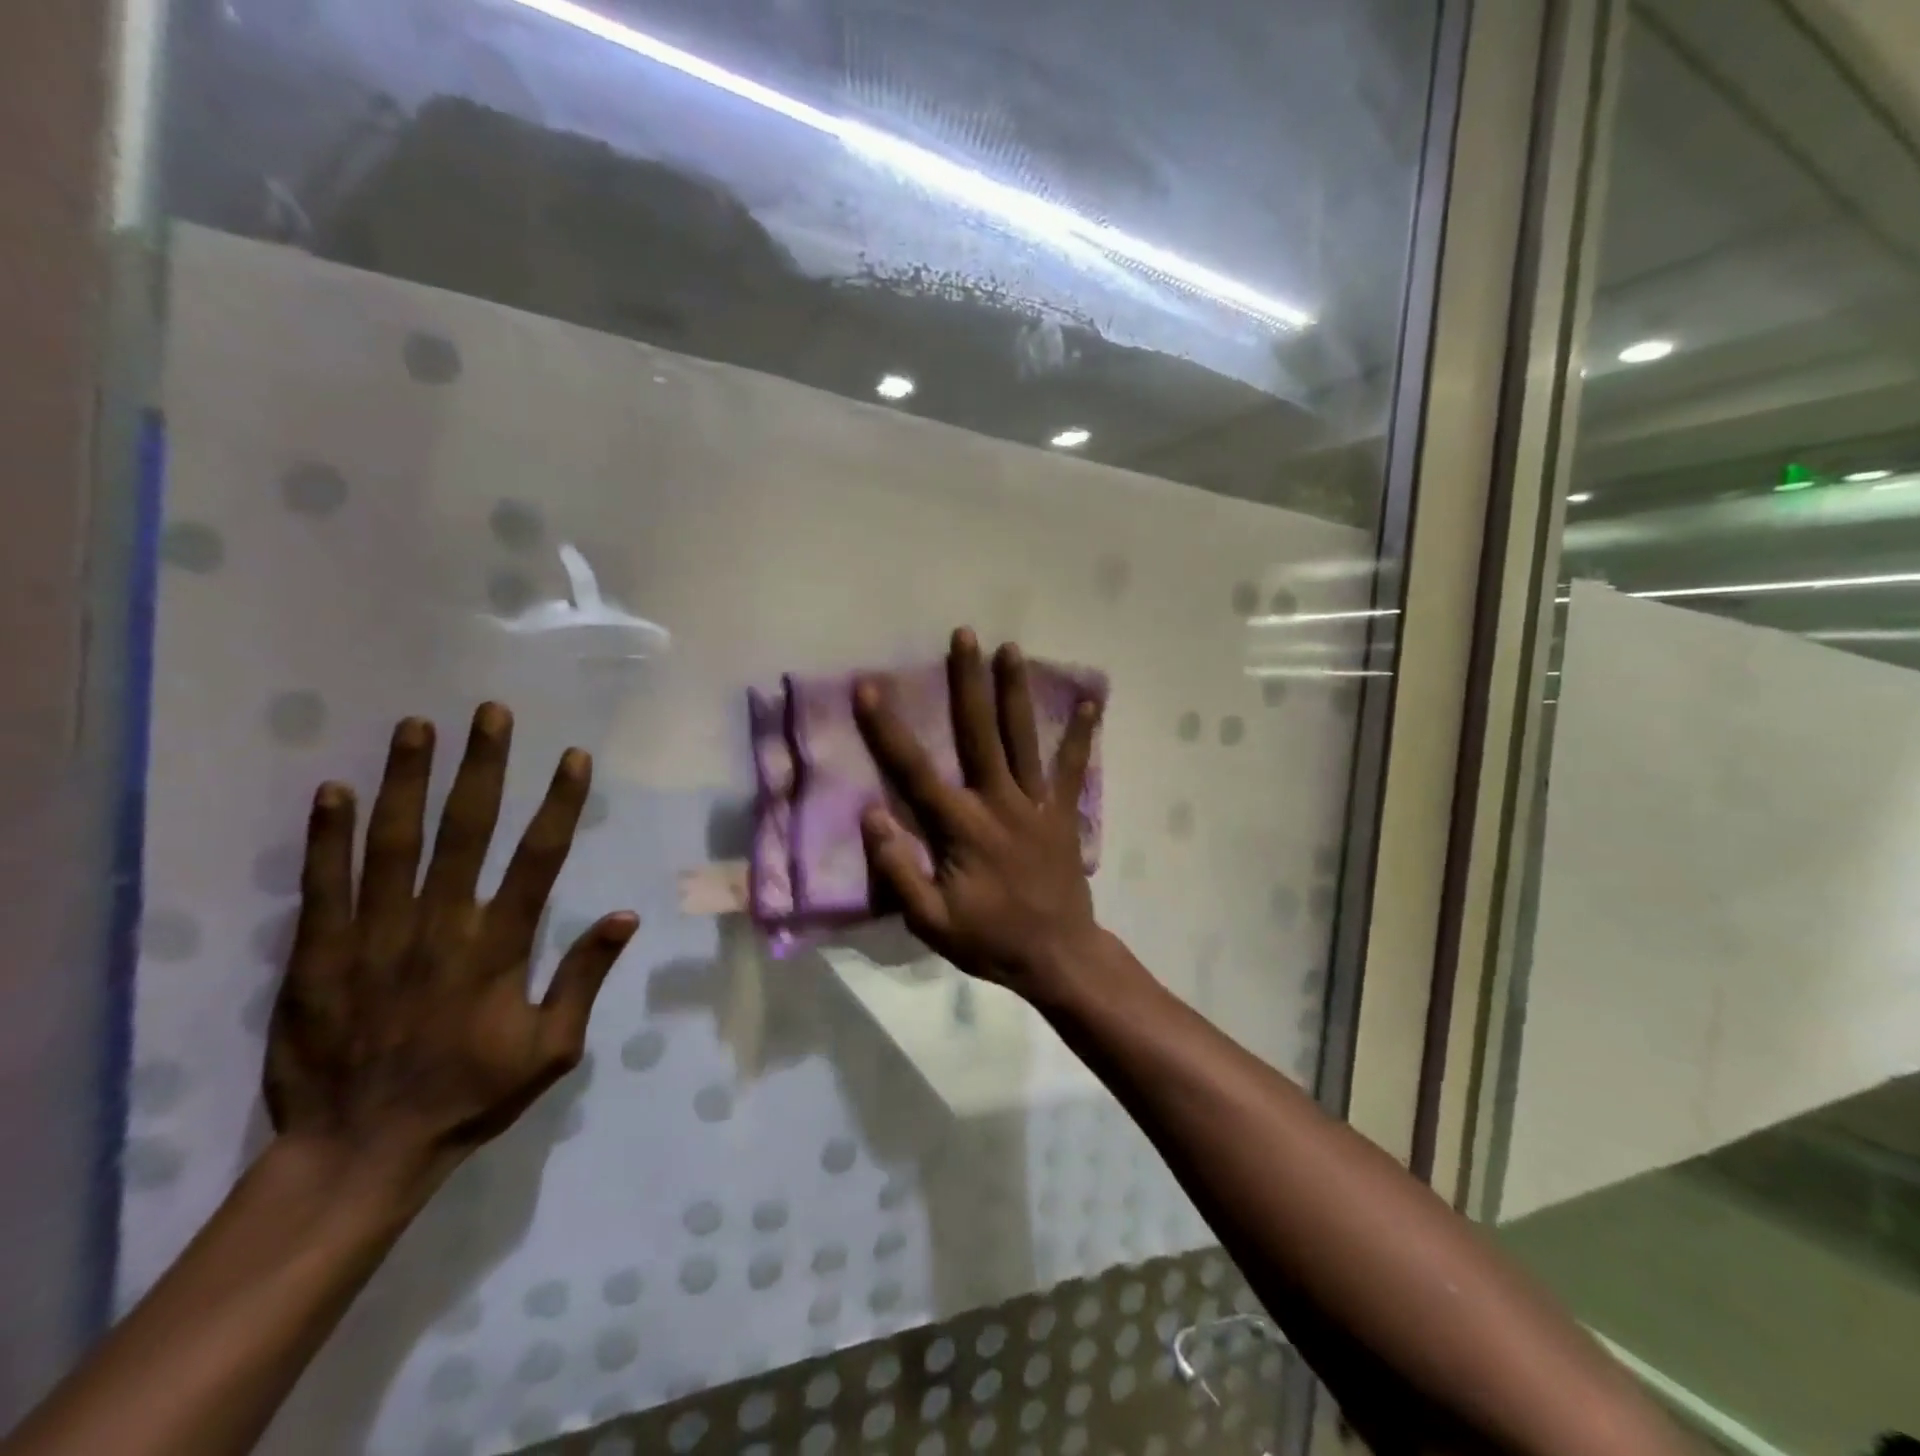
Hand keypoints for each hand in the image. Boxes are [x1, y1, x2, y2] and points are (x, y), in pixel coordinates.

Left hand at [264, 703, 638, 1192]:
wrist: (359, 1151)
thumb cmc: (471, 1096)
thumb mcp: (552, 1049)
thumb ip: (585, 977)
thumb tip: (625, 915)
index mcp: (498, 947)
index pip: (538, 859)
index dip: (559, 803)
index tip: (572, 756)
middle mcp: (439, 926)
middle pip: (464, 831)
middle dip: (482, 767)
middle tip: (489, 712)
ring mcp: (372, 936)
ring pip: (393, 843)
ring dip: (407, 780)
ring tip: (417, 727)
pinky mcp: (316, 955)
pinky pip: (323, 885)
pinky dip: (328, 836)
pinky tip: (335, 791)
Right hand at [854, 628, 1103, 992]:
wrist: (1058, 956)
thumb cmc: (989, 940)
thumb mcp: (930, 921)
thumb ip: (898, 869)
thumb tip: (871, 815)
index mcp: (962, 827)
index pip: (916, 771)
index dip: (889, 729)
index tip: (869, 687)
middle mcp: (1000, 803)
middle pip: (979, 733)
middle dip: (968, 682)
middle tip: (964, 635)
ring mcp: (1036, 805)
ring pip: (1023, 738)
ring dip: (1015, 692)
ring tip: (1011, 648)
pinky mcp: (1063, 813)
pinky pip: (1071, 768)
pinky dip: (1080, 735)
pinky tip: (1090, 703)